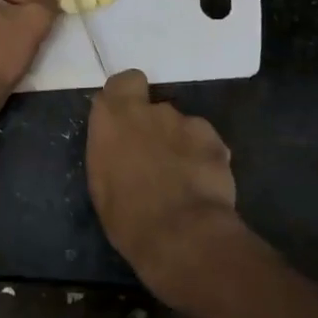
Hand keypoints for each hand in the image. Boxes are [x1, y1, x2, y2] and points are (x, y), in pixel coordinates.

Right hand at [87, 69, 239, 297]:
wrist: (182, 236)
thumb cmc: (127, 216)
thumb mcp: (101, 182)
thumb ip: (111, 149)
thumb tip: (120, 144)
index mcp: (113, 117)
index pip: (123, 82)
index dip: (128, 96)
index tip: (128, 118)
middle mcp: (149, 110)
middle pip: (154, 107)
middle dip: (155, 126)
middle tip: (156, 158)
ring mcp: (185, 122)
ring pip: (182, 126)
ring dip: (181, 144)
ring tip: (183, 179)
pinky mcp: (215, 140)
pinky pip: (206, 143)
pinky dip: (204, 158)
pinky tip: (203, 185)